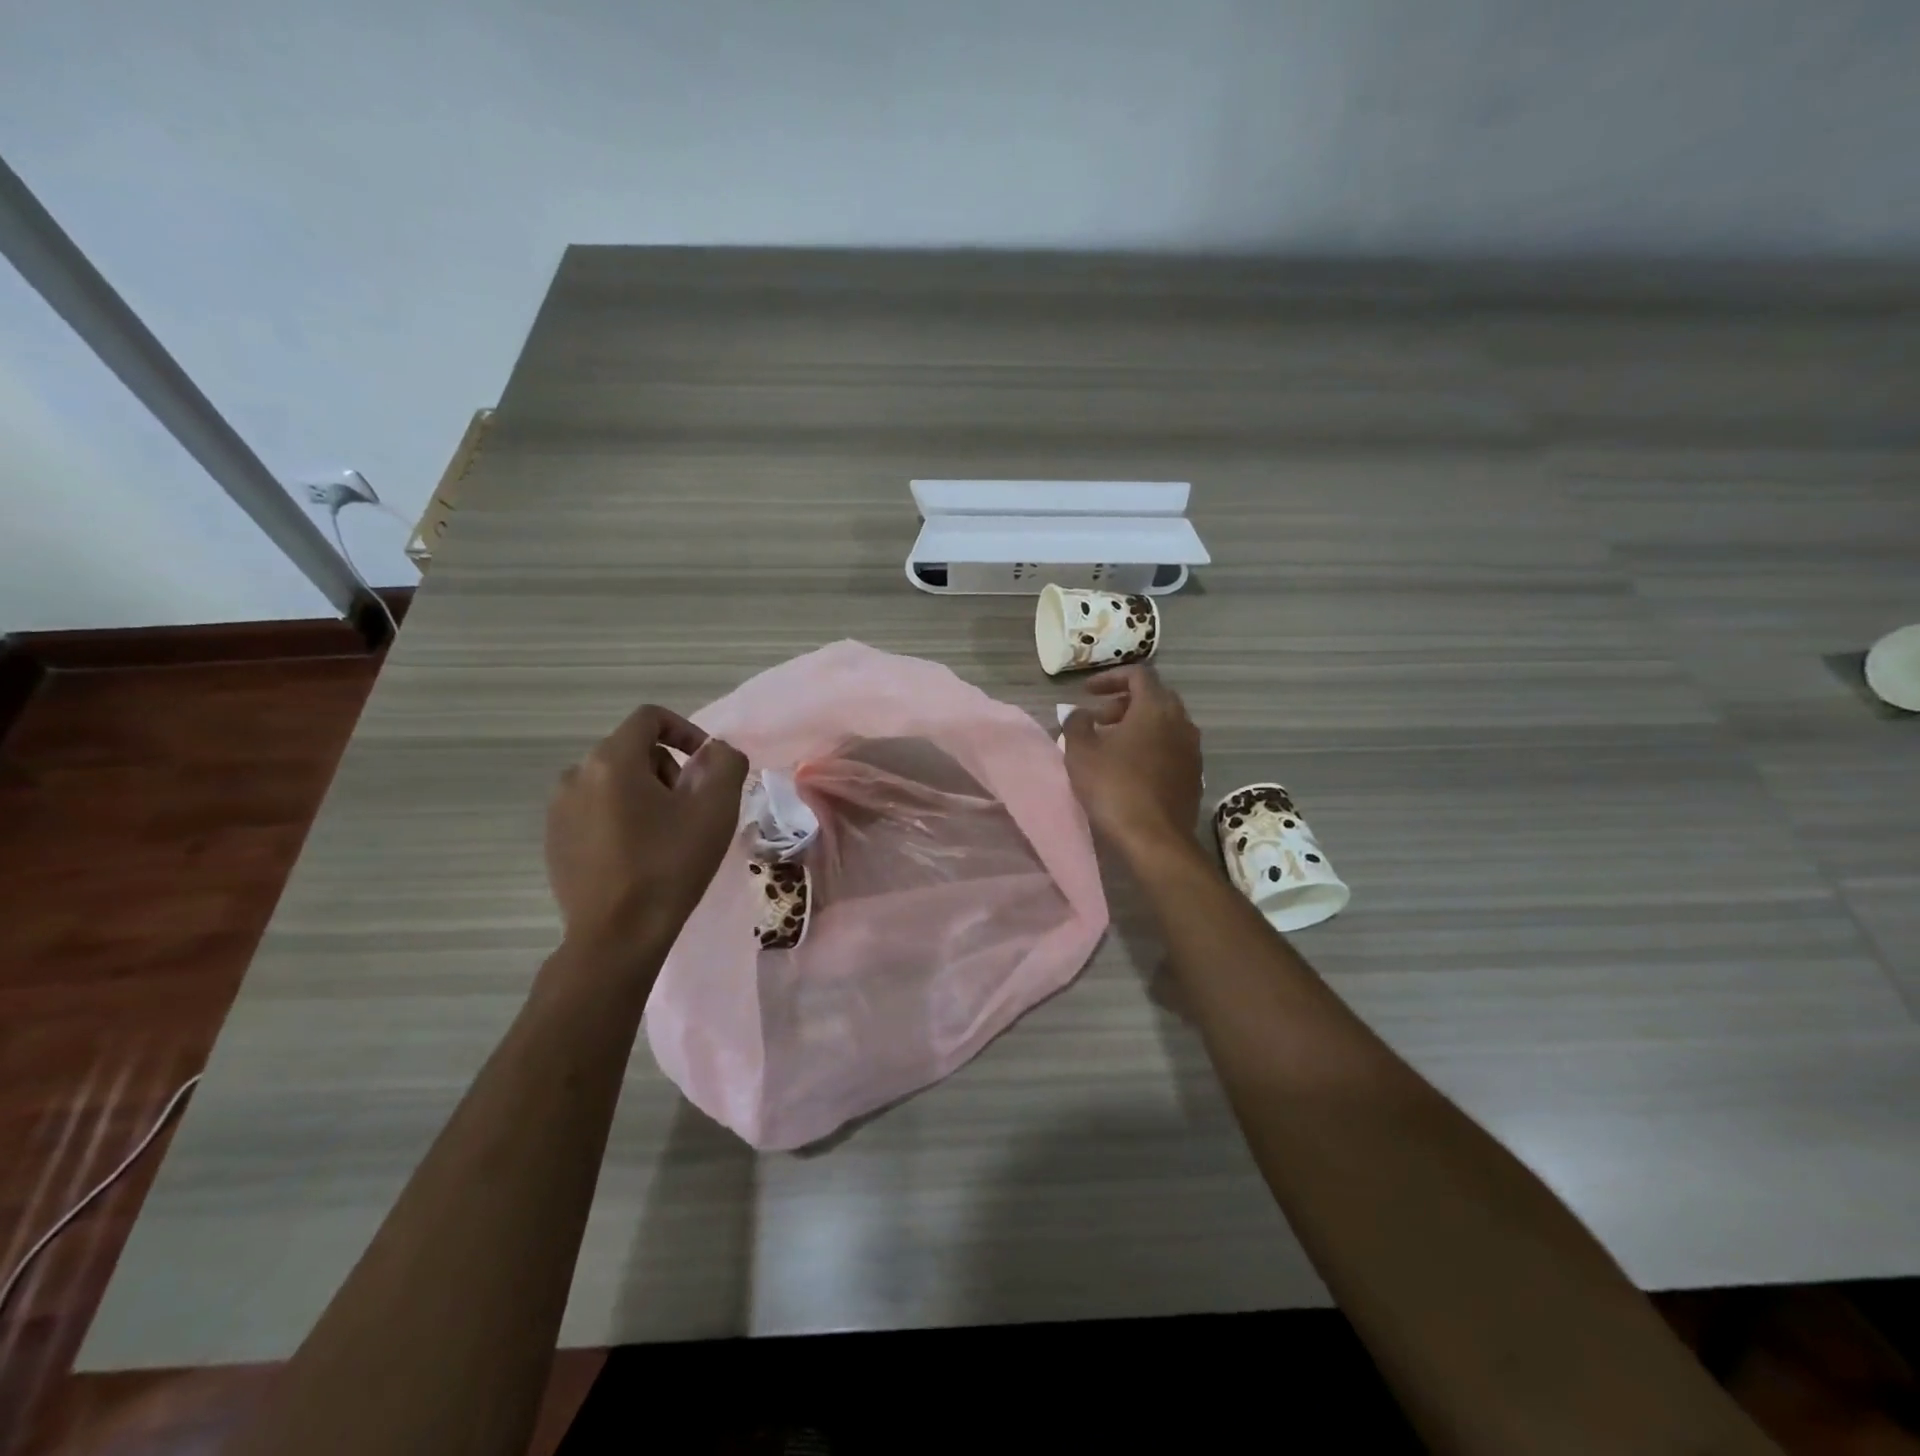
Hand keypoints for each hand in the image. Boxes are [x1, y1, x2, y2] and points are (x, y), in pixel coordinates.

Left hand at [545, 704, 748, 947]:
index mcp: (611, 760)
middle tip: (690, 810)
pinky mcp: (554, 840)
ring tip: (666, 836)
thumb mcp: (715, 809)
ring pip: (614, 782)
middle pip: (633, 751)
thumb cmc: (669, 866)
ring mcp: (558, 810)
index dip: (686, 730)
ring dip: (645, 795)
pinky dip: (621, 818)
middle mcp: (576, 774)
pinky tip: (638, 855)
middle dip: (668, 771)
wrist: (617, 936)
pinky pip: (595, 810)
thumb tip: (717, 751)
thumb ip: (726, 763)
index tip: (708, 764)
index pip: (650, 718)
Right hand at [1061, 665, 1203, 860]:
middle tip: (1098, 719)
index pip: (1138, 674)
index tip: (1087, 692)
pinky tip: (1130, 768)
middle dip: (1123, 703)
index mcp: (1155, 708)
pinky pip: (1171, 747)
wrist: (1155, 839)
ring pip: (1164, 723)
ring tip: (1110, 745)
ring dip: (1137, 726)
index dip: (1110, 678)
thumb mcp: (1081, 753)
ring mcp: (1192, 749)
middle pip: (1153, 698)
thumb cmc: (1114, 788)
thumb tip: (1078, 713)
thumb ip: (1076, 724)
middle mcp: (1181, 721)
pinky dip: (1150, 746)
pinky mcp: (1194, 774)